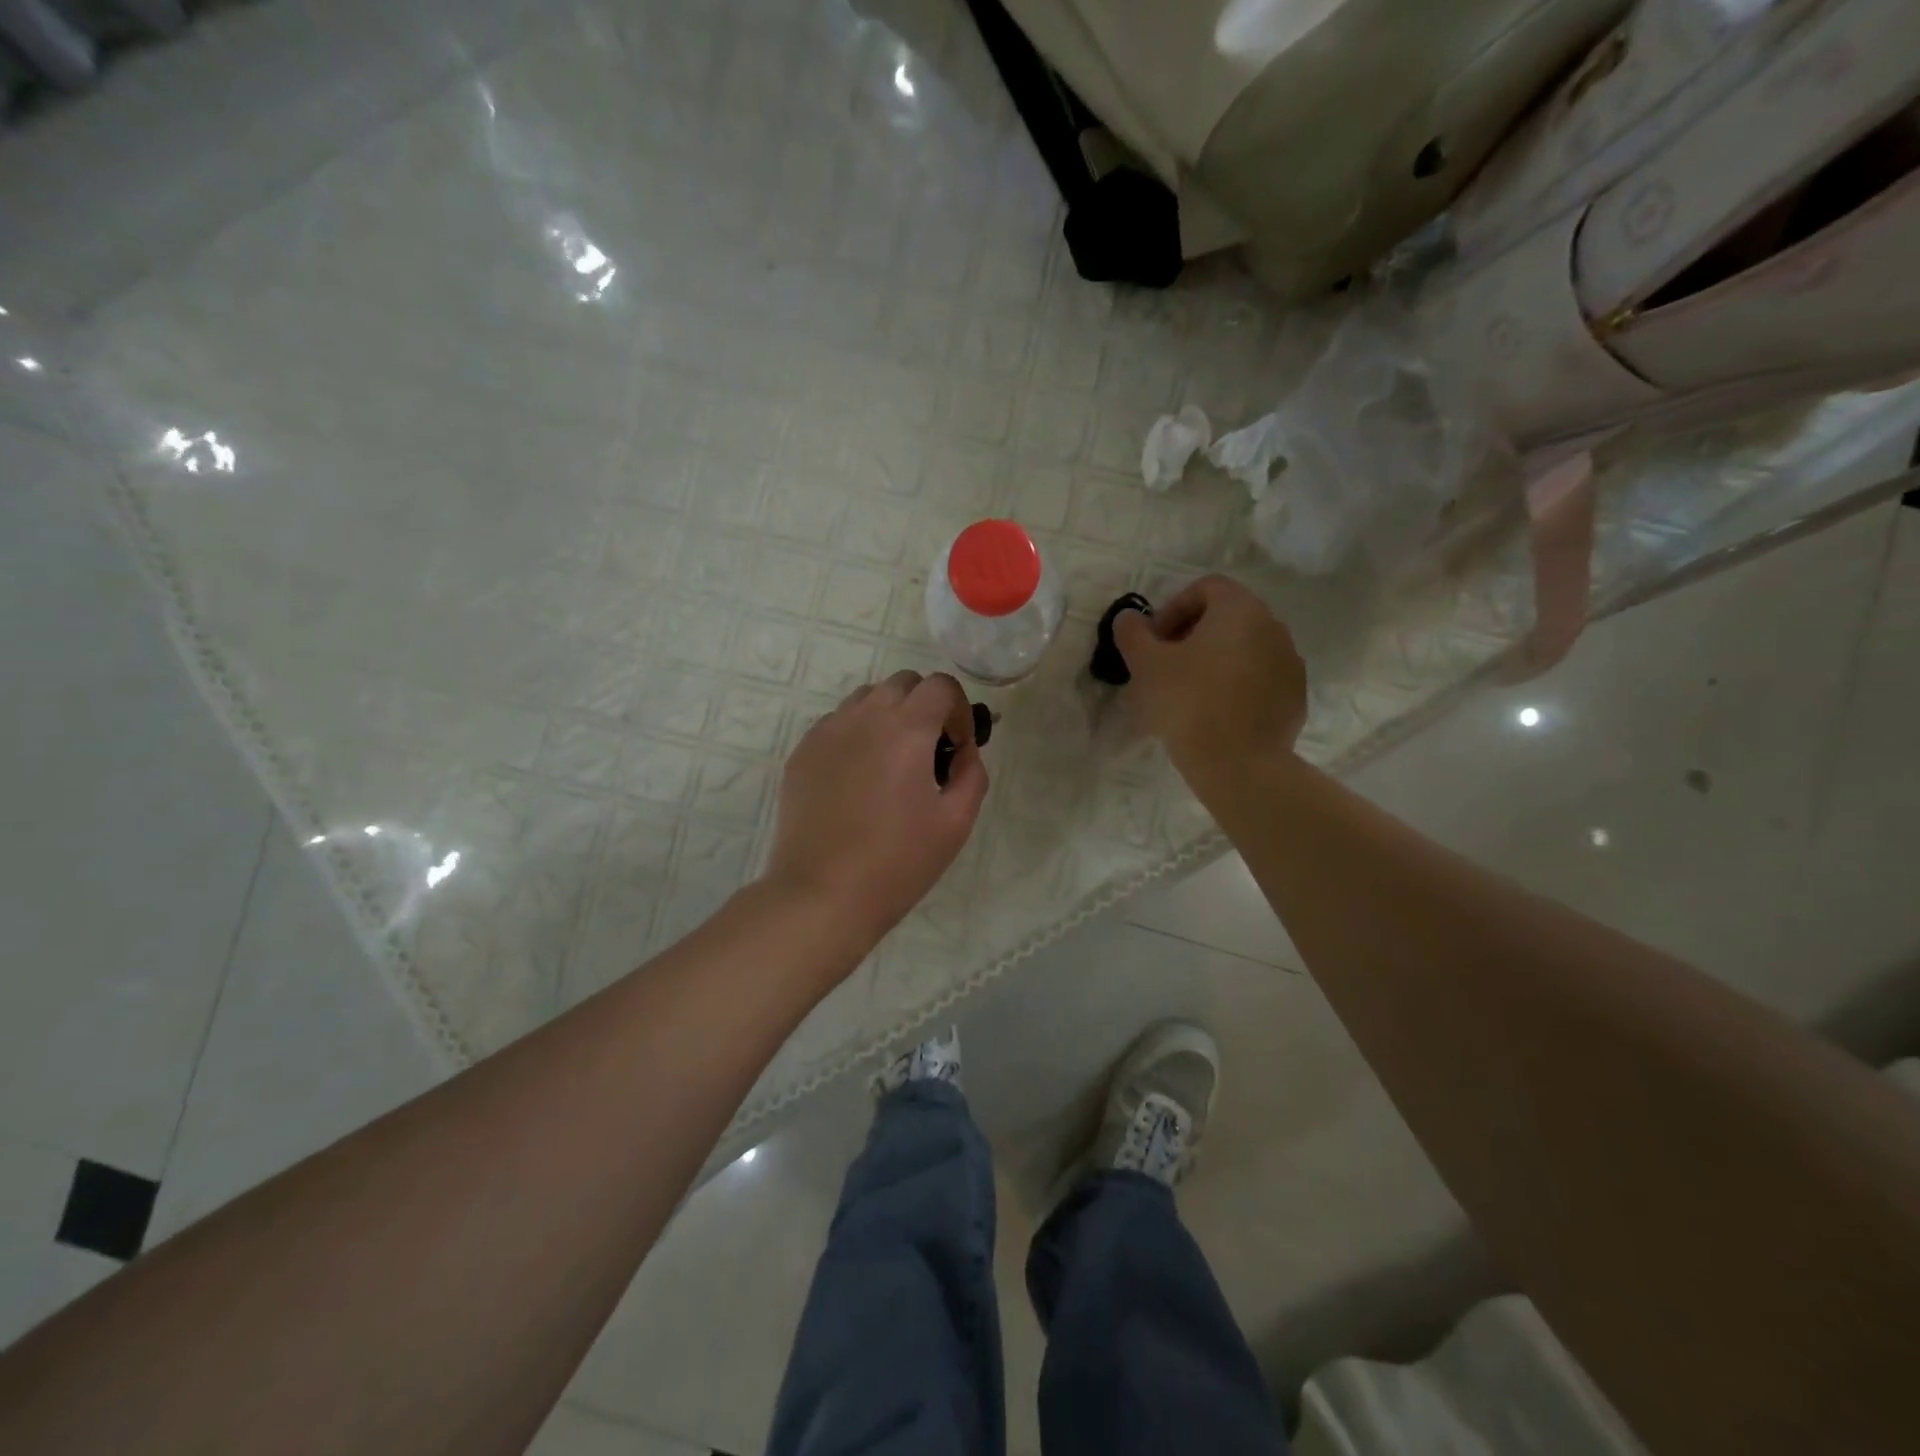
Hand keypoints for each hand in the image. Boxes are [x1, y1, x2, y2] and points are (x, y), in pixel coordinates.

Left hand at [764, 670, 988, 948]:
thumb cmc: (897, 861)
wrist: (822, 894)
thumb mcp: (956, 822)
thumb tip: (963, 752)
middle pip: (902, 683)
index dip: (958, 709)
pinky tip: (857, 781)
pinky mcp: (801, 753)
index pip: (940, 685)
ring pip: (865, 700)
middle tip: (928, 753)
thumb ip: (971, 774)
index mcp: (906, 728)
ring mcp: (826, 732)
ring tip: (891, 765)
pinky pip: (836, 725)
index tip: (957, 746)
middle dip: (924, 707)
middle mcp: (863, 717)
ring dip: (888, 717)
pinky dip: (855, 735)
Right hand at [1113, 575, 1307, 778]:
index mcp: (1240, 610)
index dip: (1172, 609)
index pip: (1205, 588)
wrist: (1239, 765)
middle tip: (1165, 666)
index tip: (1153, 642)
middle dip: (1191, 635)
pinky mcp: (1294, 697)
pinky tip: (1214, 714)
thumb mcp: (1146, 664)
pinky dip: (1235, 686)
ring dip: (1214, 661)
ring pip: (1244, 649)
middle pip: (1227, 617)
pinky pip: (1259, 679)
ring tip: (1187, 693)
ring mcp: (1289, 663)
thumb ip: (1132, 632)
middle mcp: (1273, 627)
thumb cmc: (1188, 703)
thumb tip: (1129, 618)